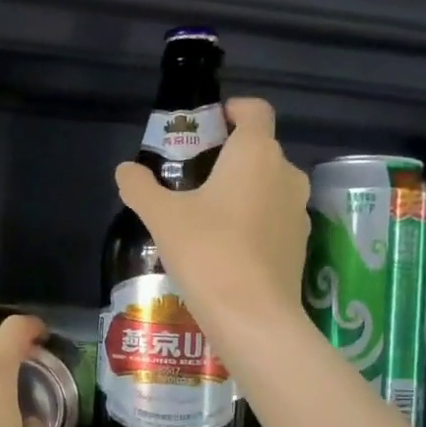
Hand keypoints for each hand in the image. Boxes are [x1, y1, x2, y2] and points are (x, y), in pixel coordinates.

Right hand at [114, 97, 310, 359]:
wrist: (252, 316)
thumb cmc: (207, 251)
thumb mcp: (162, 216)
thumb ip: (140, 187)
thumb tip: (125, 170)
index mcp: (256, 153)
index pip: (255, 110)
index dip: (232, 110)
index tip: (207, 126)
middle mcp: (286, 173)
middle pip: (259, 150)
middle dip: (229, 157)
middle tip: (193, 177)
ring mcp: (298, 211)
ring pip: (268, 186)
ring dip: (242, 191)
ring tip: (207, 216)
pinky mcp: (300, 244)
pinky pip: (274, 218)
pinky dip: (254, 221)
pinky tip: (226, 247)